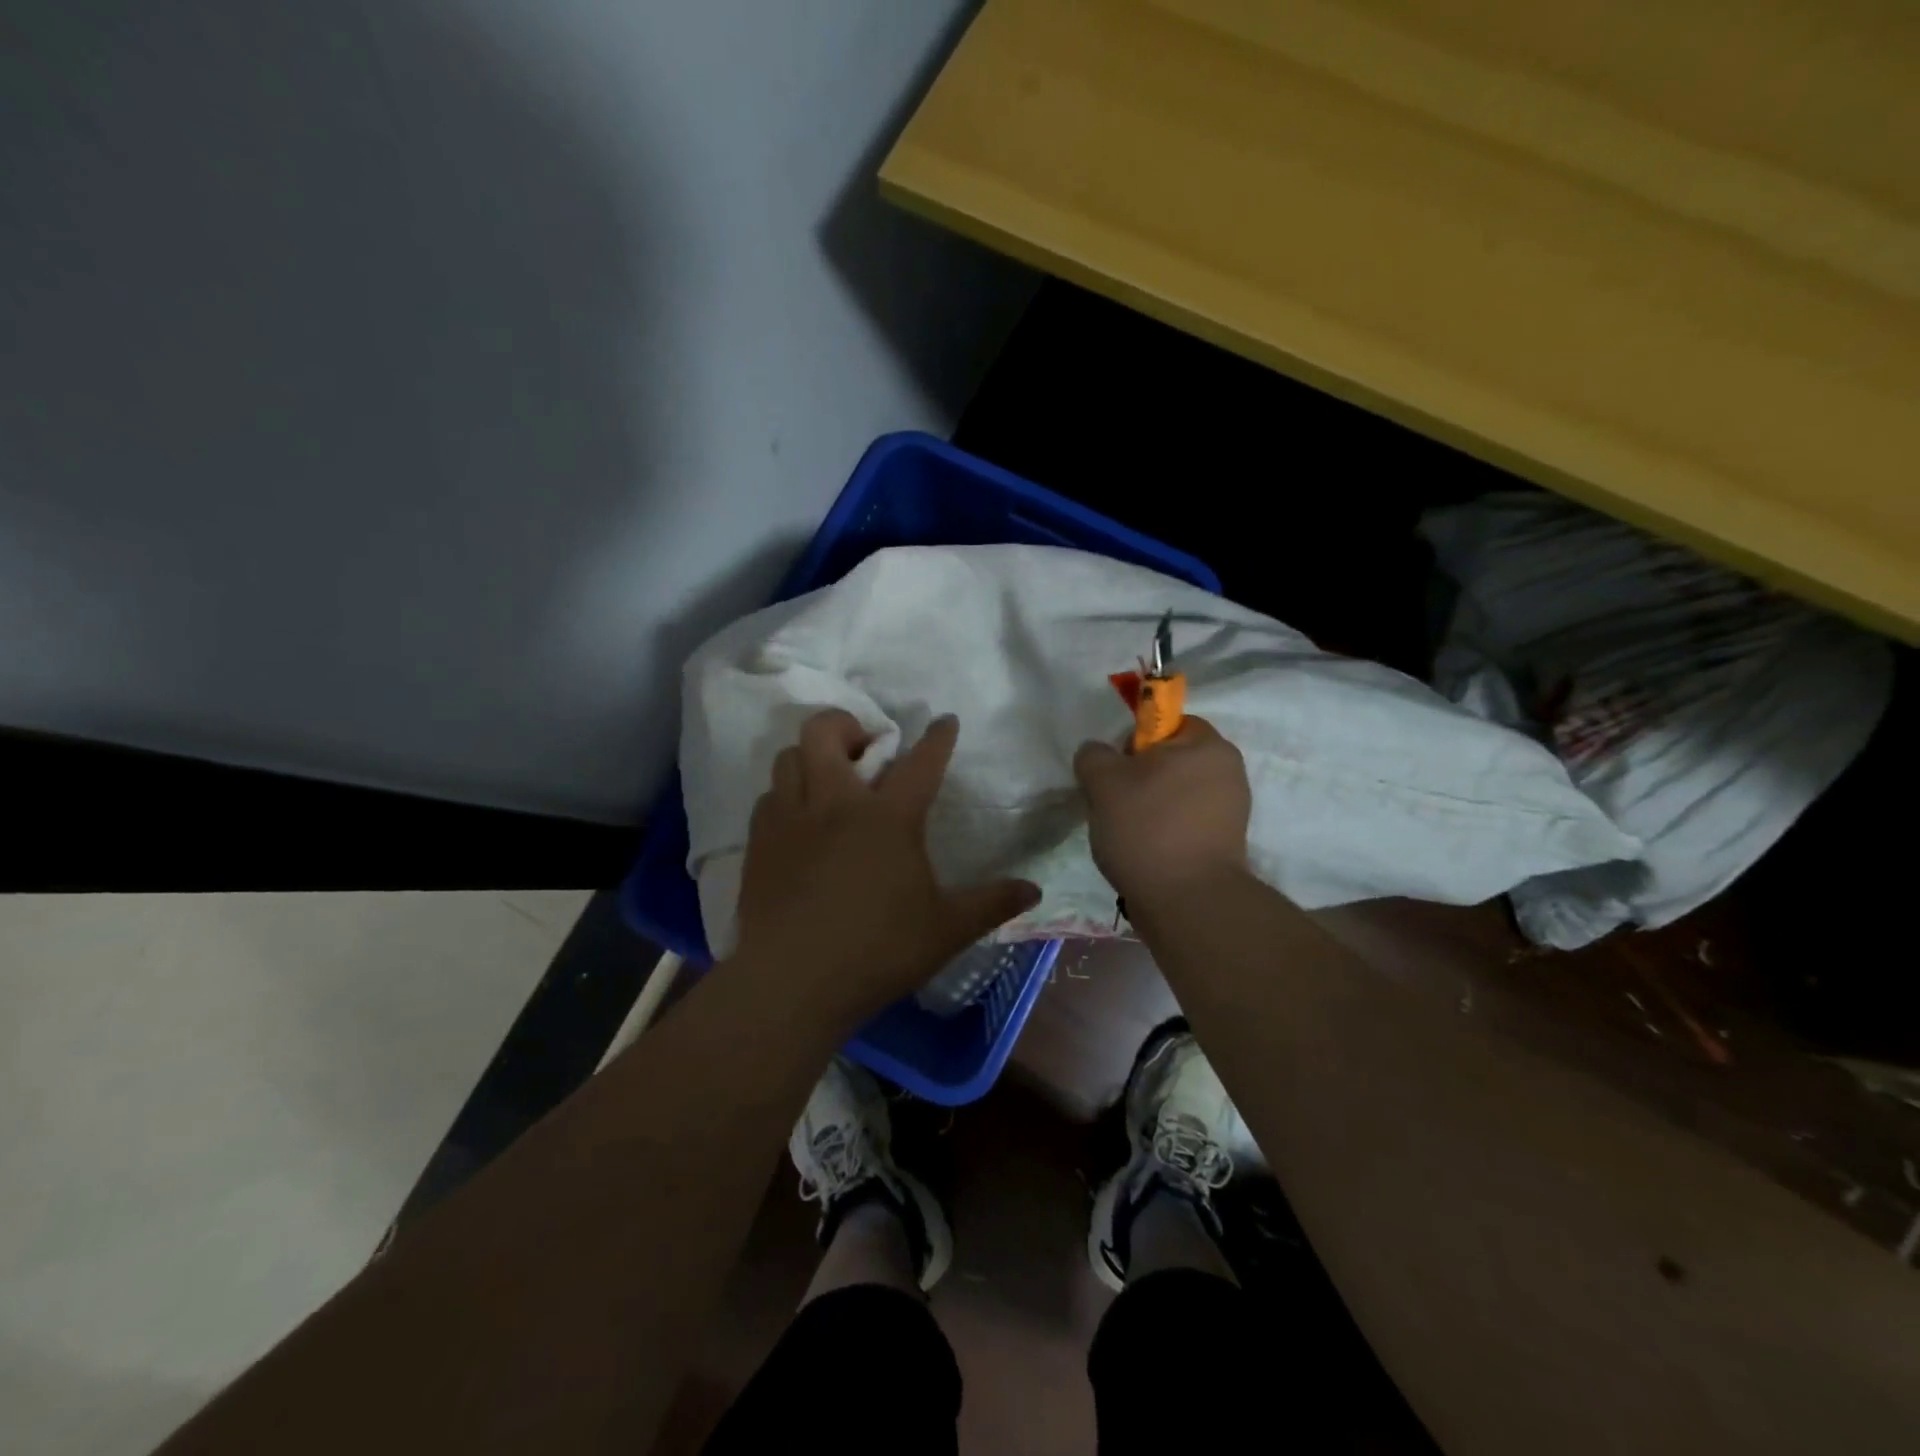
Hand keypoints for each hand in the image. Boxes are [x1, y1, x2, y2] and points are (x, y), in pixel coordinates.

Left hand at [732, 709, 1040, 1020]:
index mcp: (888, 818)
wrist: (791, 983)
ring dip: (810, 758)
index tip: (944, 722)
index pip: (920, 763)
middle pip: (825, 731)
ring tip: (828, 783)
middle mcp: (835, 803)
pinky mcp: (758, 843)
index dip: (936, 738)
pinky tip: (799, 822)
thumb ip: (991, 904)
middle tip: (864, 749)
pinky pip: (768, 796)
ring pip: (788, 756)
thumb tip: (1035, 890)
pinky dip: (786, 795)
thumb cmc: (877, 952)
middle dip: (846, 723)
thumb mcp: (946, 931)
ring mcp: (790, 819)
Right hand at [1073, 716, 1251, 912]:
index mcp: (1208, 745)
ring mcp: (1231, 810)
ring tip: (1127, 834)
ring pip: (1175, 794)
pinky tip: (1145, 852)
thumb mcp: (1103, 781)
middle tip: (1113, 804)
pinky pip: (1186, 824)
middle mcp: (1229, 771)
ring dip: (1149, 807)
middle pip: (1170, 761)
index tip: (1114, 772)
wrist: (1187, 902)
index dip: (1133, 742)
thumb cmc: (1147, 828)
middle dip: (1138, 779)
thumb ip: (1094, 755)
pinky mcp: (1226, 844)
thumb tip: (1097, 754)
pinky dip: (1165, 832)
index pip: (1165, 723)